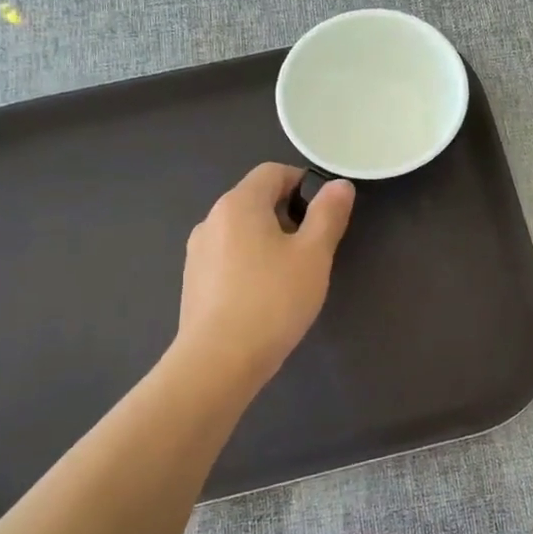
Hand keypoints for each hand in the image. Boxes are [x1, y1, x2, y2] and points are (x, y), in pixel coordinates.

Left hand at [175, 163, 354, 390]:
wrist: (218, 361)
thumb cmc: (272, 300)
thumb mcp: (314, 255)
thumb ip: (329, 214)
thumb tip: (339, 185)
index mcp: (239, 203)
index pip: (272, 171)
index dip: (303, 183)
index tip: (324, 214)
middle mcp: (212, 219)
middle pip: (256, 200)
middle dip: (288, 215)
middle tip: (313, 250)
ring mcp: (198, 252)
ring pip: (242, 231)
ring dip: (269, 242)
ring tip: (290, 277)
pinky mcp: (194, 282)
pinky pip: (228, 258)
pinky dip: (250, 264)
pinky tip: (264, 298)